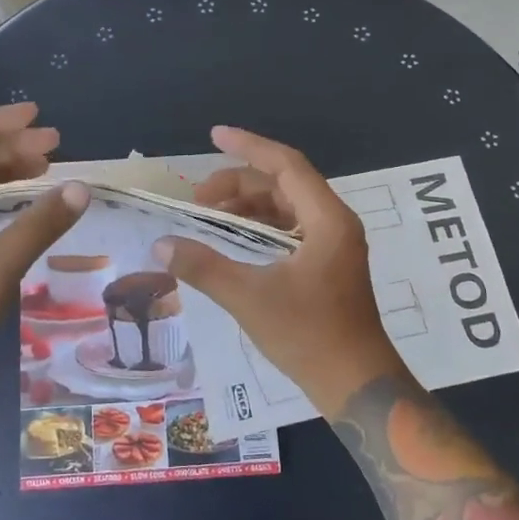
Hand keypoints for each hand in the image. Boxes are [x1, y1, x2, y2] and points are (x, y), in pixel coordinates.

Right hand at [160, 126, 407, 415]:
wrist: (357, 385)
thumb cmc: (309, 336)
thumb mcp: (249, 297)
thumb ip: (204, 267)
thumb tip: (161, 245)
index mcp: (326, 220)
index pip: (285, 165)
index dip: (248, 146)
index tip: (214, 134)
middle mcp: (334, 223)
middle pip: (283, 184)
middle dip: (239, 184)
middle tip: (199, 201)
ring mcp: (334, 245)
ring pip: (286, 208)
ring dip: (249, 207)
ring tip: (210, 219)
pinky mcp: (328, 265)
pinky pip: (291, 230)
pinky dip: (261, 228)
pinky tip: (234, 242)